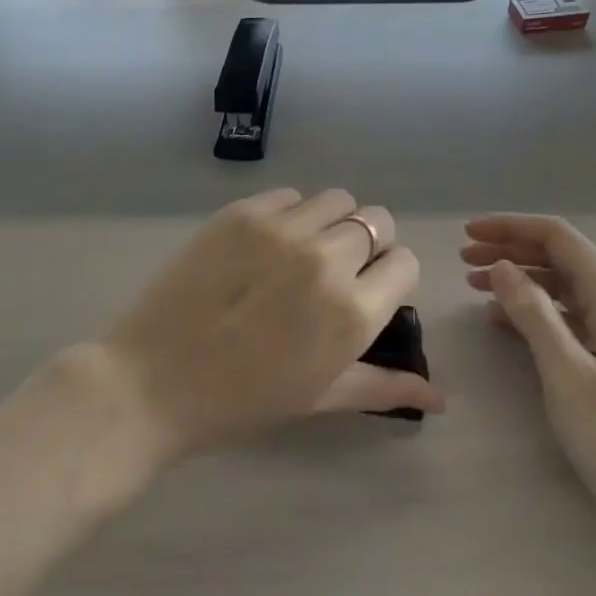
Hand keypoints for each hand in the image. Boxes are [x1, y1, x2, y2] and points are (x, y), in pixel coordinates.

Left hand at [101, 190, 439, 462]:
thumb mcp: (322, 396)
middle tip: (334, 274)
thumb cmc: (244, 399)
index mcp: (353, 311)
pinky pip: (290, 196)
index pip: (405, 263)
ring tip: (301, 254)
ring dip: (332, 224)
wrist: (153, 380)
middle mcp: (327, 259)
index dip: (390, 277)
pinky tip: (266, 246)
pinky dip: (291, 214)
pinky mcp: (244, 212)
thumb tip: (442, 398)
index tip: (367, 293)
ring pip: (337, 200)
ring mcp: (283, 229)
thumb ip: (386, 387)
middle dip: (367, 246)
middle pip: (377, 221)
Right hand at [463, 215, 595, 563]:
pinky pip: (579, 319)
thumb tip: (502, 267)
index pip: (557, 237)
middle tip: (465, 261)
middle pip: (563, 258)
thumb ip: (534, 315)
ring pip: (569, 288)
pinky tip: (512, 326)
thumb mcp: (570, 377)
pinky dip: (542, 314)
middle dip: (512, 252)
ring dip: (524, 282)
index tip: (468, 232)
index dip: (509, 228)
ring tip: (478, 290)